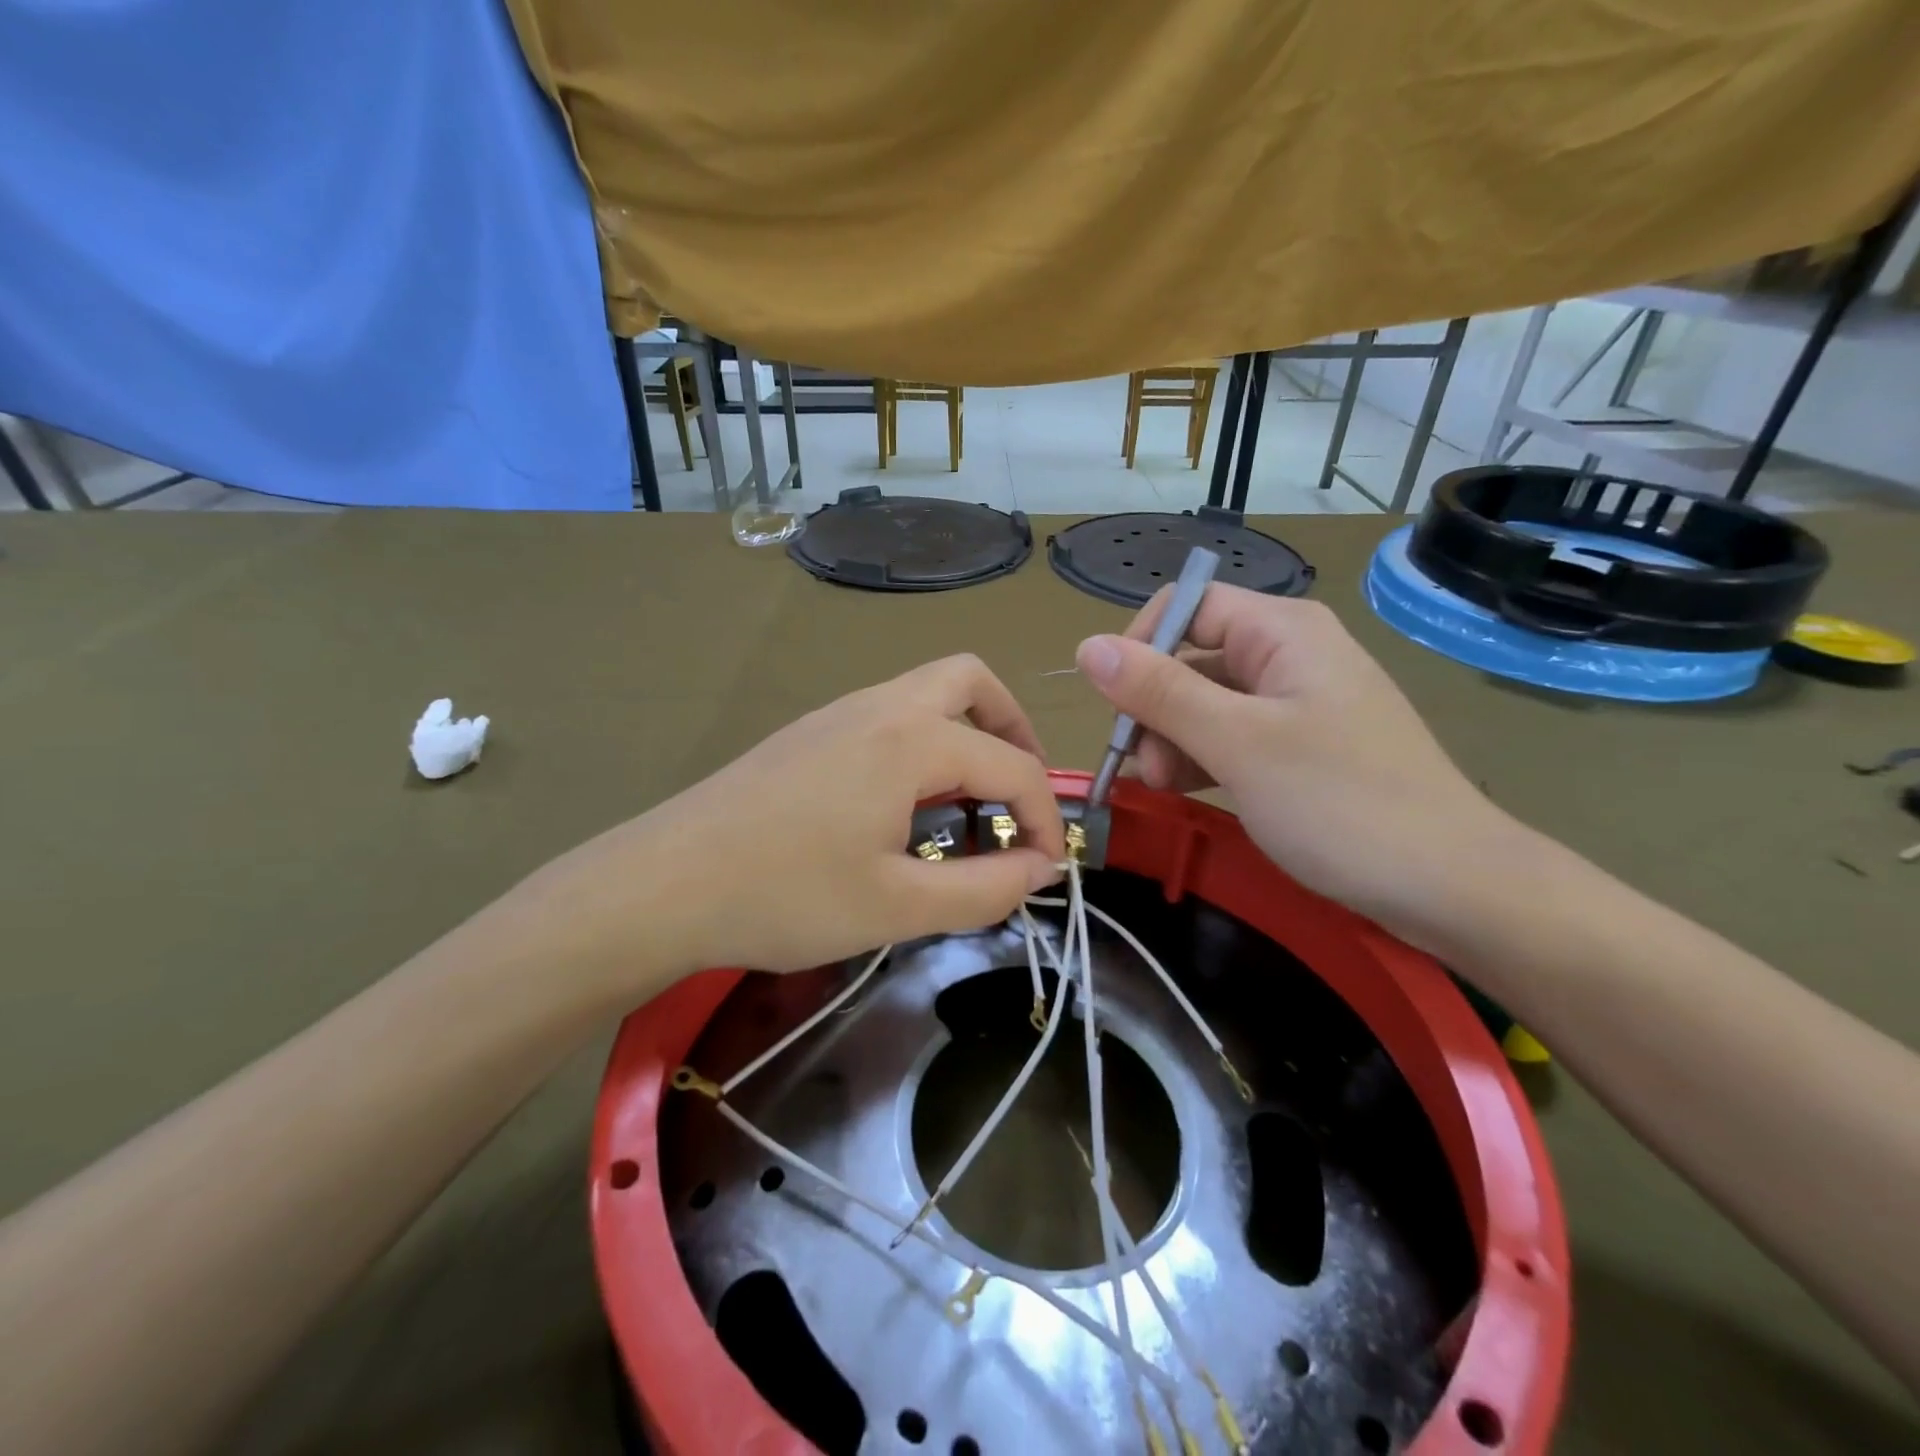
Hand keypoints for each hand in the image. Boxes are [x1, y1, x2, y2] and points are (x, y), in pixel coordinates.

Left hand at [525, 655, 1064, 994]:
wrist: (664, 883)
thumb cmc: (786, 895)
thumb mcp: (898, 907)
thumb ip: (985, 889)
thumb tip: (1040, 868)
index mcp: (912, 739)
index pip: (1011, 767)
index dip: (1046, 817)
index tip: (1049, 868)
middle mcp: (881, 706)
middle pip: (972, 682)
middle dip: (1013, 732)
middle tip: (1018, 796)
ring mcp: (838, 713)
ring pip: (928, 691)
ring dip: (967, 734)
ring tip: (968, 804)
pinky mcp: (809, 732)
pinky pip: (890, 714)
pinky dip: (925, 743)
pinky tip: (904, 805)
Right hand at [1075, 587, 1529, 951]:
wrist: (1451, 887)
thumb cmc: (1340, 803)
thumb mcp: (1237, 743)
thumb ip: (1159, 692)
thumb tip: (1087, 645)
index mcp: (1283, 632)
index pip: (1188, 606)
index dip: (1142, 645)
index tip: (1116, 705)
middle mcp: (1291, 655)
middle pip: (1193, 657)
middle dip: (1155, 707)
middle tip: (1143, 768)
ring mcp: (1299, 704)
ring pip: (1208, 702)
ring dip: (1173, 739)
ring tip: (1161, 787)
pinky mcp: (1303, 747)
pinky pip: (1234, 736)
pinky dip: (1203, 759)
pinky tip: (1186, 791)